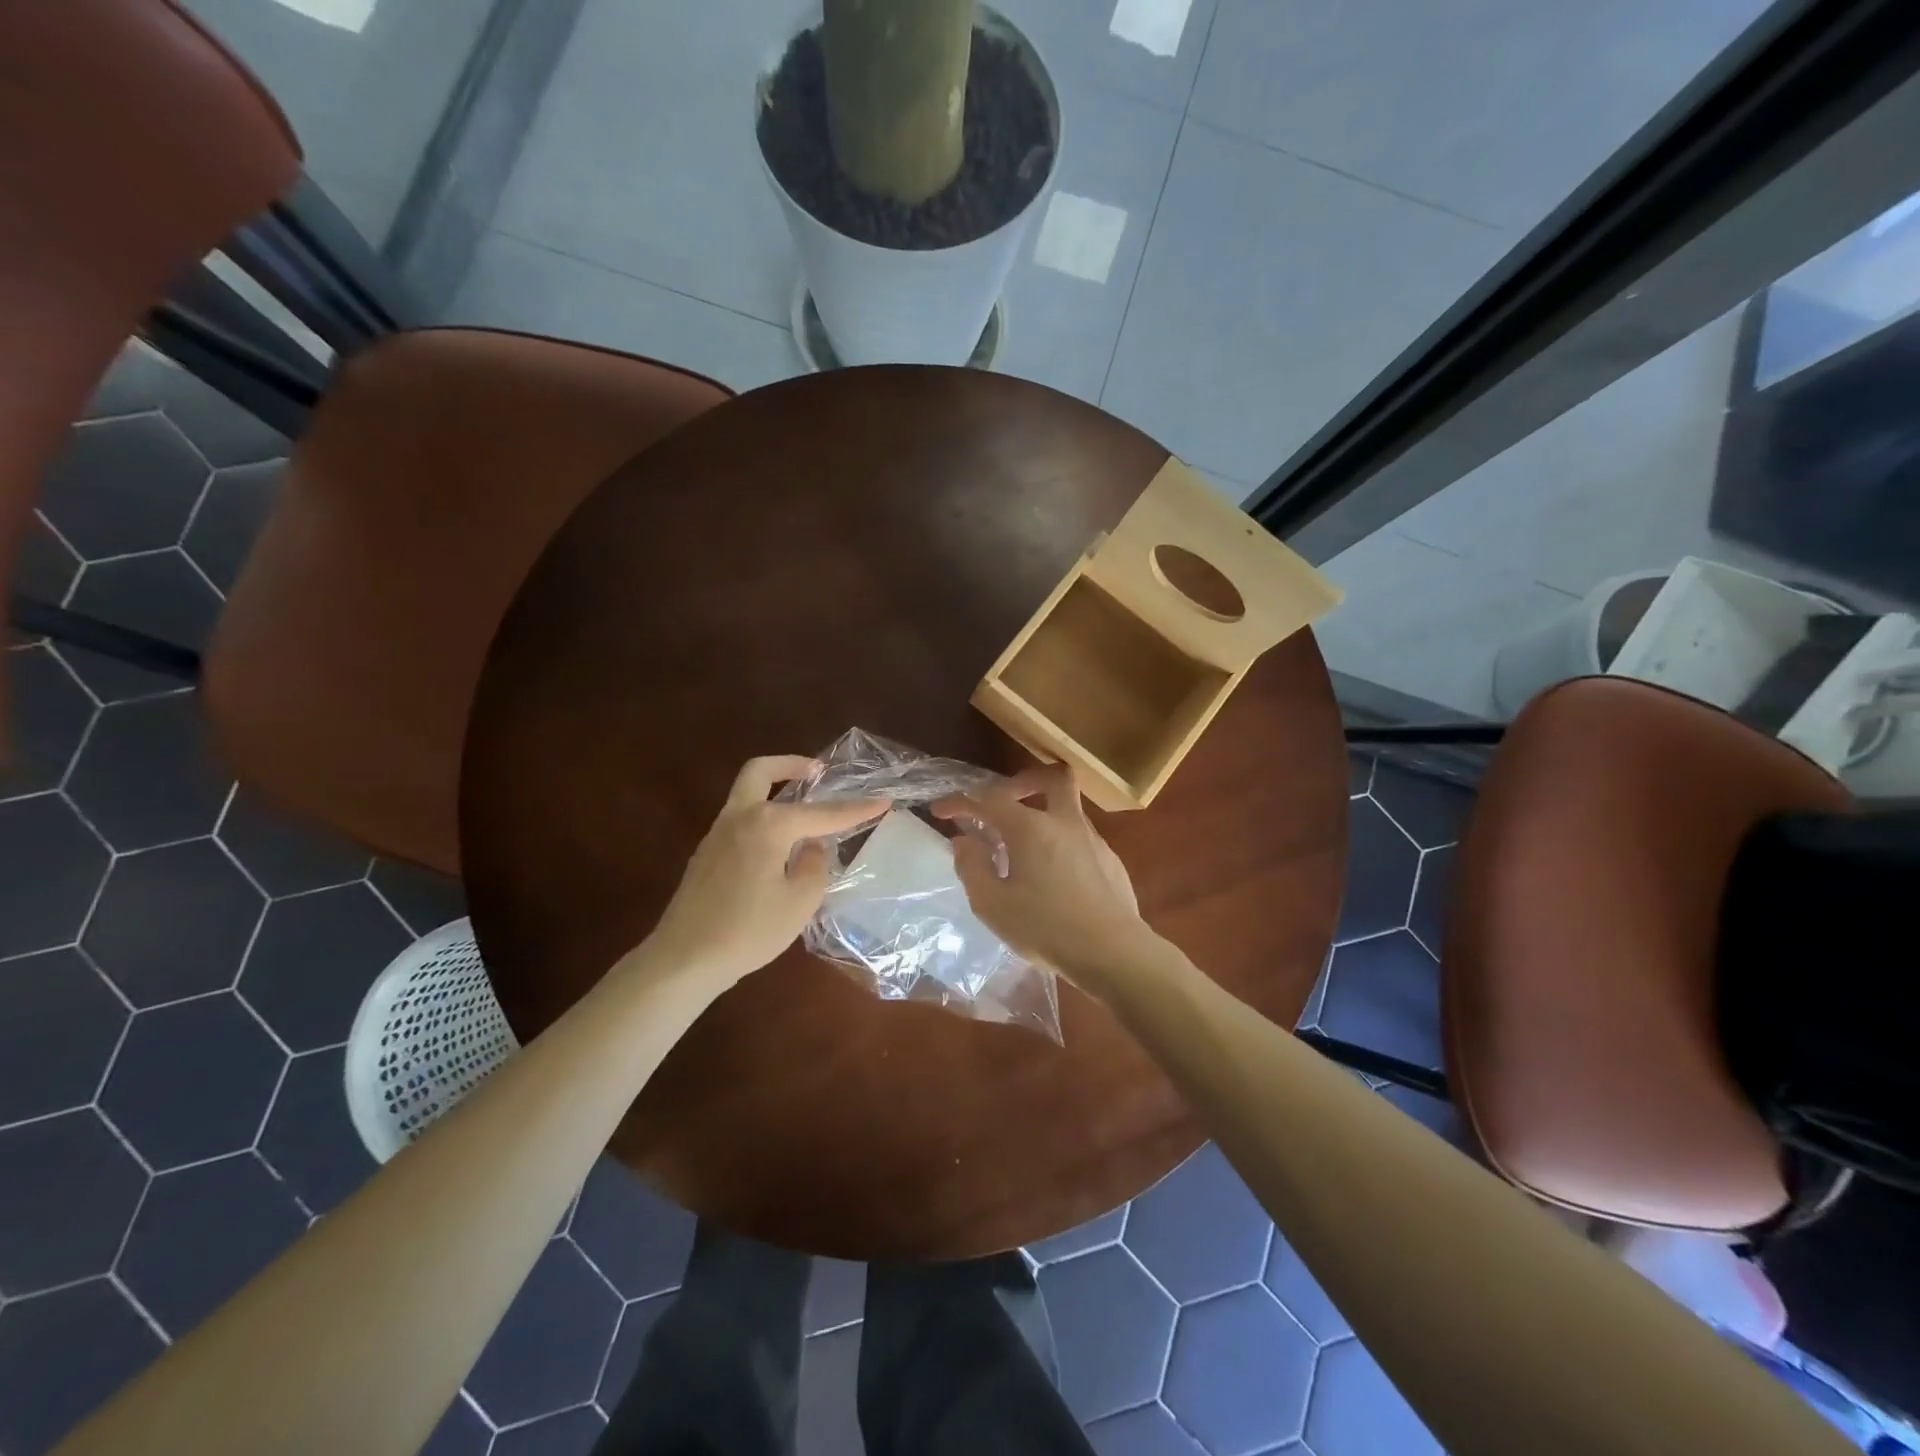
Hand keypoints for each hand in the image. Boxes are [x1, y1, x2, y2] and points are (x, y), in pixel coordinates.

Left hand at [647, 756, 883, 987]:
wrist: (685, 959)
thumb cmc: (749, 930)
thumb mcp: (800, 901)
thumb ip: (814, 864)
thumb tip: (810, 846)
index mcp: (768, 824)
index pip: (822, 813)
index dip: (856, 809)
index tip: (884, 800)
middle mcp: (740, 817)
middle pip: (761, 771)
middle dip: (791, 764)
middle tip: (817, 771)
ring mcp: (717, 834)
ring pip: (747, 793)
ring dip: (775, 789)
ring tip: (805, 809)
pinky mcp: (706, 854)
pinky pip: (740, 818)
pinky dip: (763, 815)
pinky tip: (779, 844)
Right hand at [932, 765, 1148, 990]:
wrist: (1113, 952)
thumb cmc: (1045, 928)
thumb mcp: (992, 905)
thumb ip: (972, 867)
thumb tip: (965, 841)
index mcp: (1030, 828)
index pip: (989, 799)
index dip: (960, 801)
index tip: (940, 811)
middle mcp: (1064, 822)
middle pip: (1051, 777)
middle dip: (1022, 782)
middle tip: (1002, 805)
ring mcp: (1093, 839)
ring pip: (1067, 808)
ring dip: (1042, 815)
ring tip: (1022, 849)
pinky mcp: (1111, 860)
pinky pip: (1080, 837)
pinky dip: (1059, 843)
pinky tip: (1052, 876)